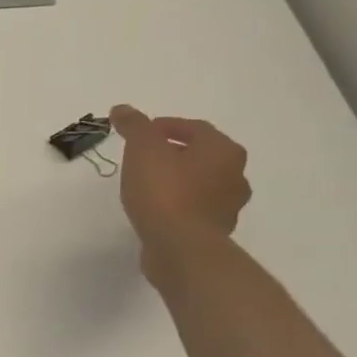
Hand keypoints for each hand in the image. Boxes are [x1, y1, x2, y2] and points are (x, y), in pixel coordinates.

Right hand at [110, 105, 250, 261]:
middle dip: (175, 153)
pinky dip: (179, 204)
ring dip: (180, 180)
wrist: (180, 247)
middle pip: (202, 155)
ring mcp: (228, 206)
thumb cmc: (164, 191)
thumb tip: (122, 109)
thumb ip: (134, 126)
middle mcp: (235, 174)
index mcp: (223, 150)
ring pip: (201, 183)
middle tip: (144, 157)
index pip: (195, 128)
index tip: (141, 134)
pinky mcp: (214, 231)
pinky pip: (196, 209)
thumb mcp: (143, 150)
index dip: (166, 126)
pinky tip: (158, 210)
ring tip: (149, 185)